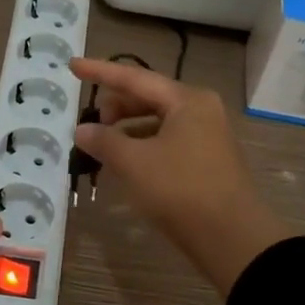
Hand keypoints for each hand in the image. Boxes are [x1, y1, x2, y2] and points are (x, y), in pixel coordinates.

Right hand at [71, 58, 290, 296]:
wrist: (232, 238)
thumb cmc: (181, 190)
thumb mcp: (134, 163)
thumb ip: (104, 140)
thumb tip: (82, 129)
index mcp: (187, 100)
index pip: (135, 77)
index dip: (100, 71)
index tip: (72, 66)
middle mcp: (201, 110)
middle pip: (149, 97)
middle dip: (116, 106)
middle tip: (89, 122)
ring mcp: (207, 135)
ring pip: (158, 121)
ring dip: (128, 128)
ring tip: (103, 144)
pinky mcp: (207, 160)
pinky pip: (168, 140)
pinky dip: (143, 145)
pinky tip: (127, 162)